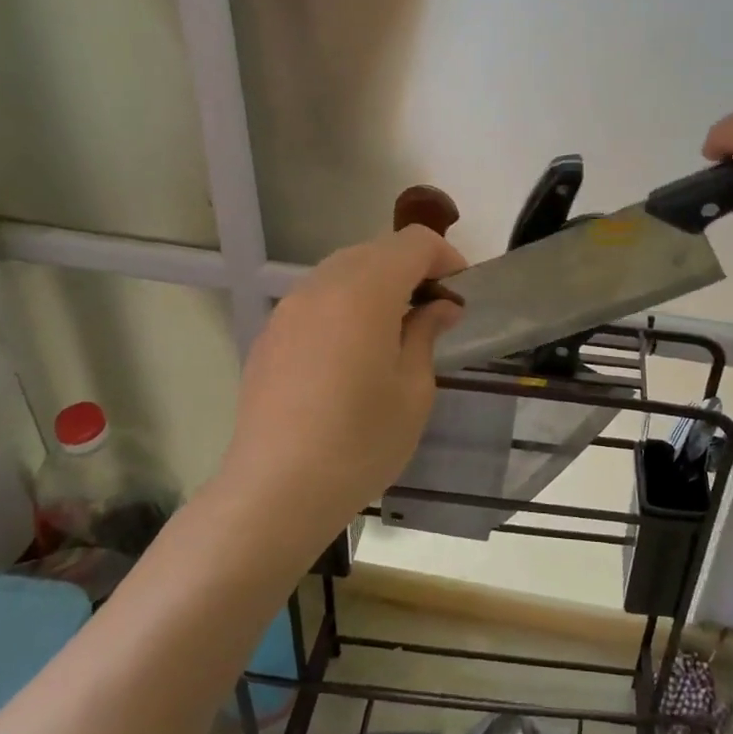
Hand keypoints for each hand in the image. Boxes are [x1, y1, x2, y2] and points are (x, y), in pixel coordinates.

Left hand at [222, 225, 465, 533]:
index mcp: (365, 291)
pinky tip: (353, 350)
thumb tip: (438, 307)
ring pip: (343, 270)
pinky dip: (345, 304)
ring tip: (396, 328)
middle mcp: (322, 285)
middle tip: (435, 310)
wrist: (276, 490)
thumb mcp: (413, 389)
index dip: (445, 257)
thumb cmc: (361, 441)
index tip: (461, 293)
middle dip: (412, 268)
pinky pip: (317, 298)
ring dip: (377, 283)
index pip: (413, 243)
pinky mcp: (271, 334)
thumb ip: (426, 334)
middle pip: (377, 250)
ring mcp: (290, 308)